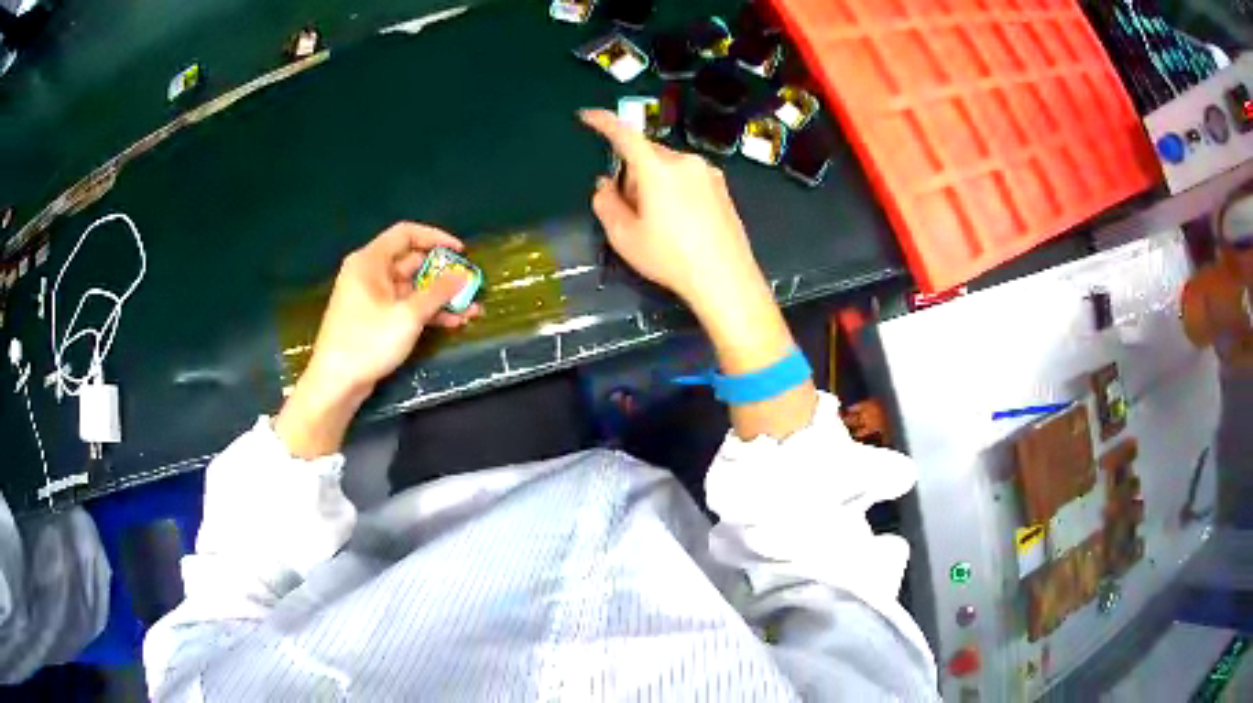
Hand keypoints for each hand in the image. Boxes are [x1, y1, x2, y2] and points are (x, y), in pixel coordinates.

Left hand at [276, 222, 481, 457]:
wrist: (336, 383)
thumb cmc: (367, 342)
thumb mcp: (408, 316)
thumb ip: (437, 293)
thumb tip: (461, 277)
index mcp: (370, 261)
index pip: (406, 233)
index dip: (436, 238)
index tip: (461, 252)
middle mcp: (370, 273)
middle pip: (412, 262)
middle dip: (443, 274)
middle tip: (470, 284)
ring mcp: (372, 297)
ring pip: (412, 288)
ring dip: (439, 297)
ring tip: (470, 308)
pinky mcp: (375, 319)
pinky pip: (405, 306)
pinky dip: (426, 312)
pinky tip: (452, 322)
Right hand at [582, 109, 815, 439]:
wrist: (725, 278)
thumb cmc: (670, 258)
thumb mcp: (624, 237)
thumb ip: (606, 204)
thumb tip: (604, 185)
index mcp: (657, 168)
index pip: (624, 134)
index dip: (603, 122)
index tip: (587, 116)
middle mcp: (684, 161)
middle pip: (646, 154)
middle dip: (632, 173)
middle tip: (632, 210)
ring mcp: (707, 172)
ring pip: (667, 166)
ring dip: (654, 182)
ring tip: (659, 222)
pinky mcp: (722, 186)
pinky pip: (687, 176)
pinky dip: (675, 188)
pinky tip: (681, 221)